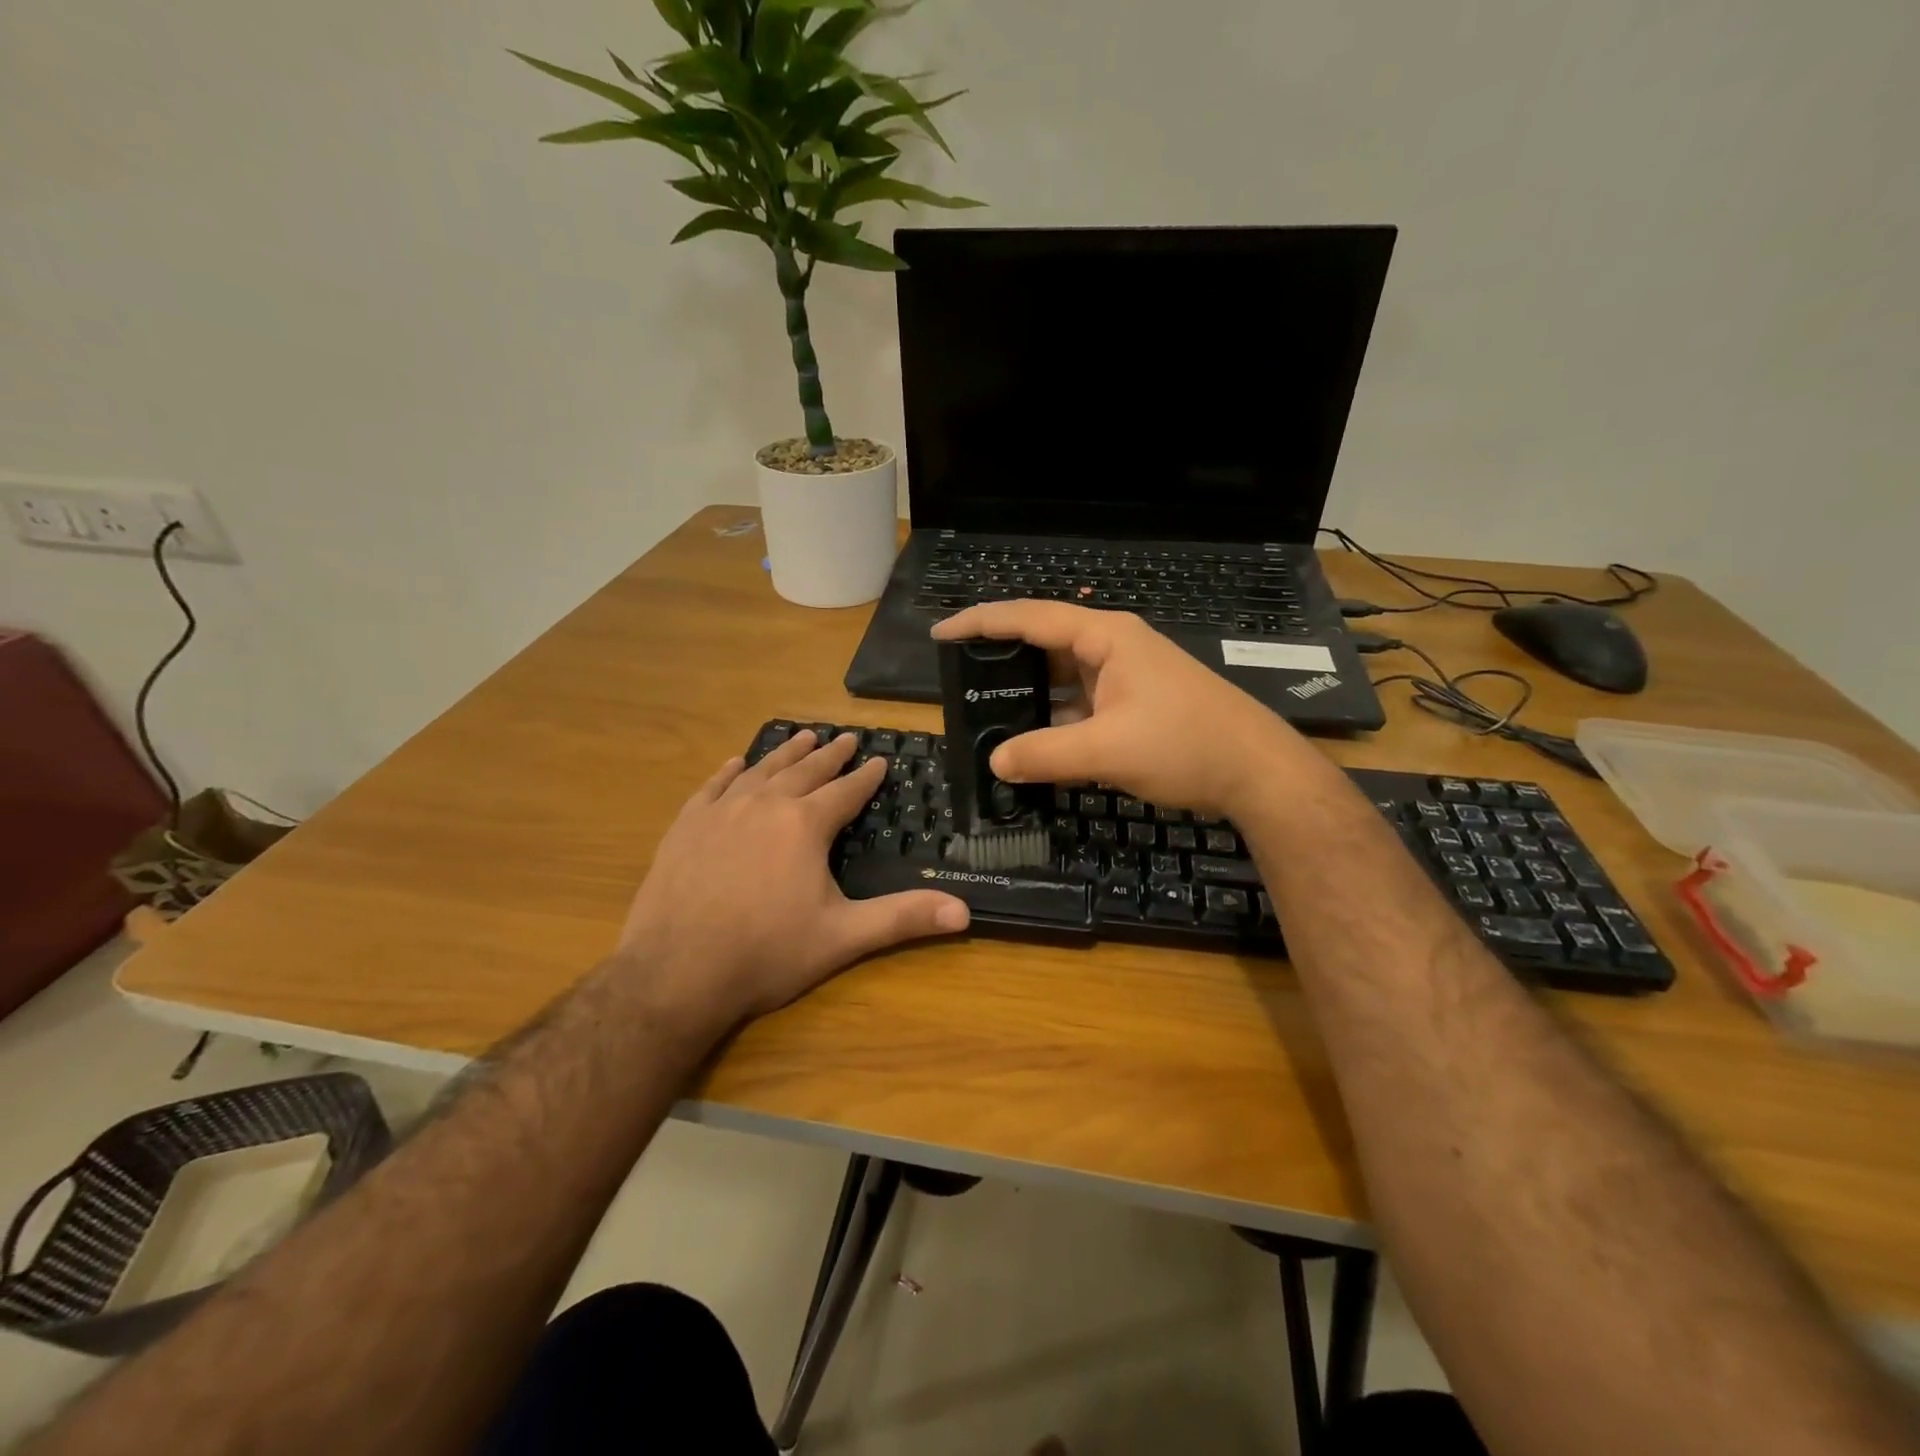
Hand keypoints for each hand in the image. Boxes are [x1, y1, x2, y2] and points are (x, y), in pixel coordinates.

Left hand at [619, 731, 969, 1029]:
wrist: (675, 973)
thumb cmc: (767, 953)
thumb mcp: (843, 937)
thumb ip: (903, 918)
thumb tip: (964, 912)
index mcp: (805, 825)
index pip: (845, 791)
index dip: (865, 776)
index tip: (879, 760)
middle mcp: (765, 805)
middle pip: (805, 771)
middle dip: (829, 755)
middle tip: (845, 738)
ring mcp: (720, 812)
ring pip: (761, 770)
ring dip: (785, 753)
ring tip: (803, 737)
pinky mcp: (686, 827)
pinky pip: (712, 787)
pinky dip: (728, 772)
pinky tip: (735, 764)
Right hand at [933, 602, 1313, 817]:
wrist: (1257, 773)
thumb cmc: (1186, 745)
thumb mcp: (1108, 750)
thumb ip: (1045, 755)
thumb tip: (995, 763)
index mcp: (1105, 638)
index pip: (1030, 617)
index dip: (982, 622)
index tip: (941, 632)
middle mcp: (1112, 648)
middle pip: (1043, 644)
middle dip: (1000, 659)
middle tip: (958, 680)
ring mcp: (1125, 677)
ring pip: (1061, 678)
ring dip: (1027, 694)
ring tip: (983, 713)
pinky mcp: (1133, 705)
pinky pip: (1079, 704)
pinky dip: (1052, 719)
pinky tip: (1031, 740)